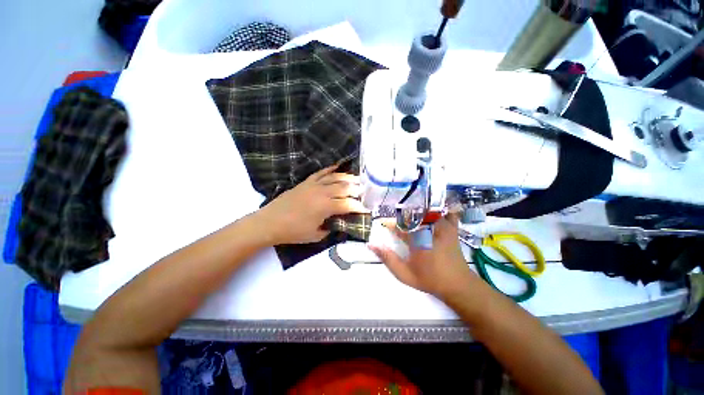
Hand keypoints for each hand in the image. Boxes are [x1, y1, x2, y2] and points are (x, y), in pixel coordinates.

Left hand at [258, 165, 368, 244]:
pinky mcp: (306, 182)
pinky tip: (338, 167)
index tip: (366, 209)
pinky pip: (321, 172)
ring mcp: (314, 185)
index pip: (348, 204)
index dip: (359, 207)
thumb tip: (339, 223)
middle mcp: (322, 192)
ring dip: (348, 178)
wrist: (270, 222)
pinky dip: (330, 169)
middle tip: (365, 191)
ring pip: (335, 177)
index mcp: (326, 207)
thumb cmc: (293, 232)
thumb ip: (330, 228)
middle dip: (357, 189)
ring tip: (357, 179)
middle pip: (344, 187)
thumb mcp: (316, 236)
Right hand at [369, 214, 476, 299]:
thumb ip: (388, 258)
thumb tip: (371, 245)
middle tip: (395, 221)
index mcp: (417, 238)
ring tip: (410, 216)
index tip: (383, 224)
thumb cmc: (430, 279)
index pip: (399, 224)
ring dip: (416, 211)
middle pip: (412, 213)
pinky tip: (432, 214)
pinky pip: (446, 212)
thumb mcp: (404, 273)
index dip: (389, 223)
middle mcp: (430, 228)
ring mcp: (443, 226)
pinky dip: (438, 211)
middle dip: (401, 216)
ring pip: (427, 210)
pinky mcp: (452, 228)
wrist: (458, 285)